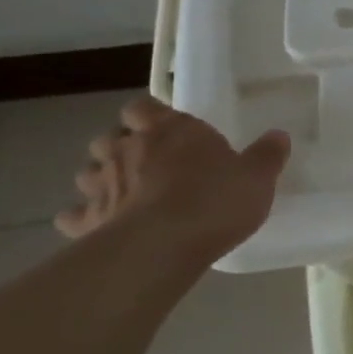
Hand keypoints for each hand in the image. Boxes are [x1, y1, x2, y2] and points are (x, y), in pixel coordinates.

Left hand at [56, 97, 290, 261]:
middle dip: (121, 146)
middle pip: (110, 137)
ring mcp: (102, 185)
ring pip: (88, 172)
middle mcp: (128, 149)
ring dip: (101, 178)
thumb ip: (267, 155)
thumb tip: (279, 136)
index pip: (143, 107)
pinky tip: (98, 226)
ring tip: (122, 192)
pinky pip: (74, 215)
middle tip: (145, 162)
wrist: (163, 246)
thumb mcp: (257, 177)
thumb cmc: (215, 200)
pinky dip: (82, 217)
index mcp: (170, 129)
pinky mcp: (86, 221)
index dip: (150, 115)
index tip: (164, 127)